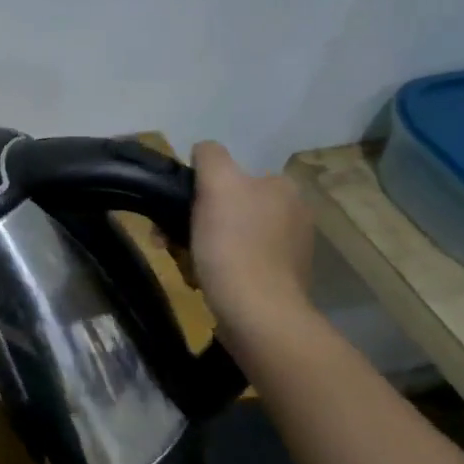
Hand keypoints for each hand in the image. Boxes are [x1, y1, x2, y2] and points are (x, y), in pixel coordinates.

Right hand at [186, 141, 314, 332]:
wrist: (256, 312)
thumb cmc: (233, 244)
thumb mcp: (217, 184)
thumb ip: (211, 156)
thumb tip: (204, 151)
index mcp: (283, 187)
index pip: (232, 174)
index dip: (200, 189)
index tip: (178, 210)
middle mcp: (294, 214)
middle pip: (229, 206)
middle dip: (196, 220)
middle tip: (168, 241)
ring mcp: (290, 250)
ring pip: (231, 235)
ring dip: (204, 244)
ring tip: (183, 262)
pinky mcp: (281, 281)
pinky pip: (240, 263)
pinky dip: (219, 267)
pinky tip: (205, 279)